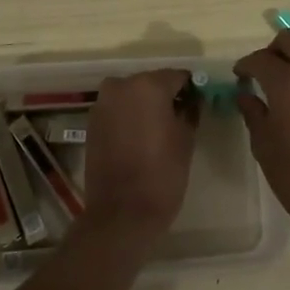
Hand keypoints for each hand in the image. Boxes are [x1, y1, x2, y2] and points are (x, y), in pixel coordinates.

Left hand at [80, 69, 198, 244]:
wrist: (121, 213)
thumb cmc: (162, 174)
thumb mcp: (186, 139)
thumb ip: (190, 111)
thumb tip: (191, 100)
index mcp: (148, 85)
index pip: (178, 76)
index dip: (190, 89)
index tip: (198, 104)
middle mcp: (121, 85)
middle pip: (152, 82)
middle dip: (166, 96)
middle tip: (180, 118)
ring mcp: (103, 103)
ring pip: (132, 95)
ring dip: (145, 106)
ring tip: (159, 130)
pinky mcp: (92, 122)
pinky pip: (118, 110)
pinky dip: (129, 117)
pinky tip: (139, 138)